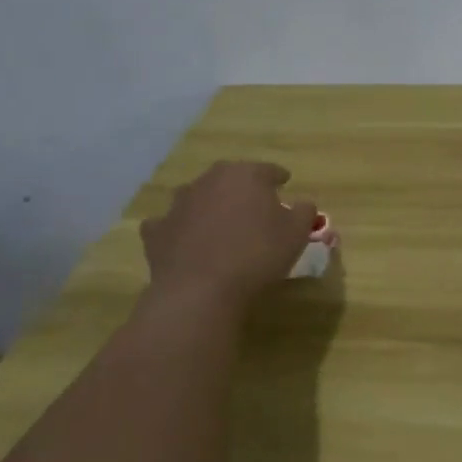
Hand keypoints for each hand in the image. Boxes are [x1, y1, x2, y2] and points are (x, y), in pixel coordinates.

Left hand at [140, 161, 316, 307]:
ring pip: (198, 196)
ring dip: (209, 205)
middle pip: (230, 178)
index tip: (285, 183)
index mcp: (245, 175)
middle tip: (254, 205)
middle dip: (242, 188)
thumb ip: (304, 211)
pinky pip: (170, 224)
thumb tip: (303, 203)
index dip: (278, 177)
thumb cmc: (257, 255)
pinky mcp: (156, 231)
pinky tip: (185, 241)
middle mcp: (209, 181)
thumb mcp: (296, 233)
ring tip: (221, 224)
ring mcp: (178, 204)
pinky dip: (179, 229)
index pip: (267, 170)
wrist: (200, 291)